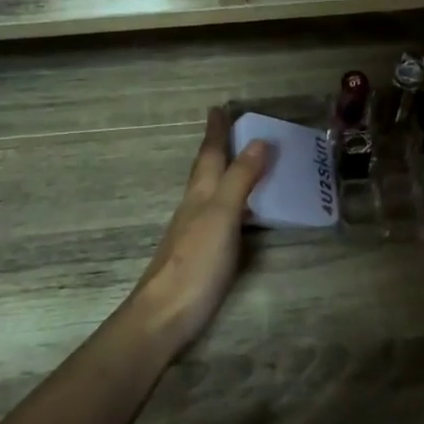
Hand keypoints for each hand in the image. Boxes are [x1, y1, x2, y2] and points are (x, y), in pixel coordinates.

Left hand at [124, 108, 270, 354]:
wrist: (164, 315)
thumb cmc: (195, 263)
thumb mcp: (222, 216)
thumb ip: (240, 180)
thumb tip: (258, 141)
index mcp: (200, 194)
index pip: (210, 155)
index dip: (216, 132)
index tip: (219, 108)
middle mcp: (195, 208)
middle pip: (207, 171)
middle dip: (218, 149)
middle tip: (232, 129)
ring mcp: (195, 232)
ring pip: (211, 193)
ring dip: (225, 174)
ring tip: (243, 163)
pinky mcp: (201, 254)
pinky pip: (220, 216)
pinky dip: (232, 204)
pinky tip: (242, 214)